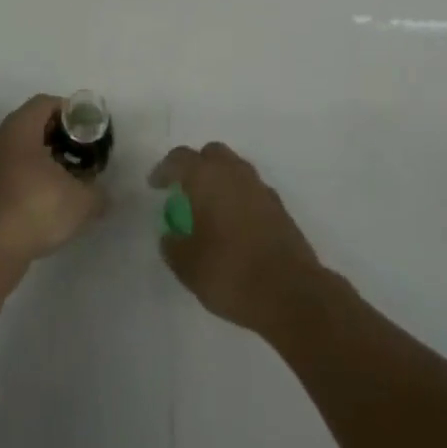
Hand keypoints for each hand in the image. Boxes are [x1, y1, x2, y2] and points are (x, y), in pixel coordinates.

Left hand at [0, 95, 105, 272]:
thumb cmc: (36, 209)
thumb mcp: (81, 201)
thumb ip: (97, 193)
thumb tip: (103, 196)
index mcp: (19, 129)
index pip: (45, 103)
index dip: (69, 111)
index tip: (87, 130)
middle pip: (30, 126)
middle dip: (56, 138)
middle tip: (78, 155)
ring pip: (16, 152)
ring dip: (39, 162)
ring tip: (63, 182)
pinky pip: (6, 175)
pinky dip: (25, 182)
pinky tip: (42, 204)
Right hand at [148, 143, 323, 337]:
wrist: (291, 293)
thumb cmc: (231, 273)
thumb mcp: (188, 266)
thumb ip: (173, 246)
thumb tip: (171, 236)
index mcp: (208, 178)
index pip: (180, 159)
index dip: (164, 169)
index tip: (154, 185)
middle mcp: (235, 174)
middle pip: (212, 154)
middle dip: (195, 166)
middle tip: (183, 189)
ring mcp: (261, 188)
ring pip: (234, 169)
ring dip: (219, 180)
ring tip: (207, 208)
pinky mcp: (279, 208)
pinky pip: (251, 190)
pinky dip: (238, 198)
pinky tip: (232, 224)